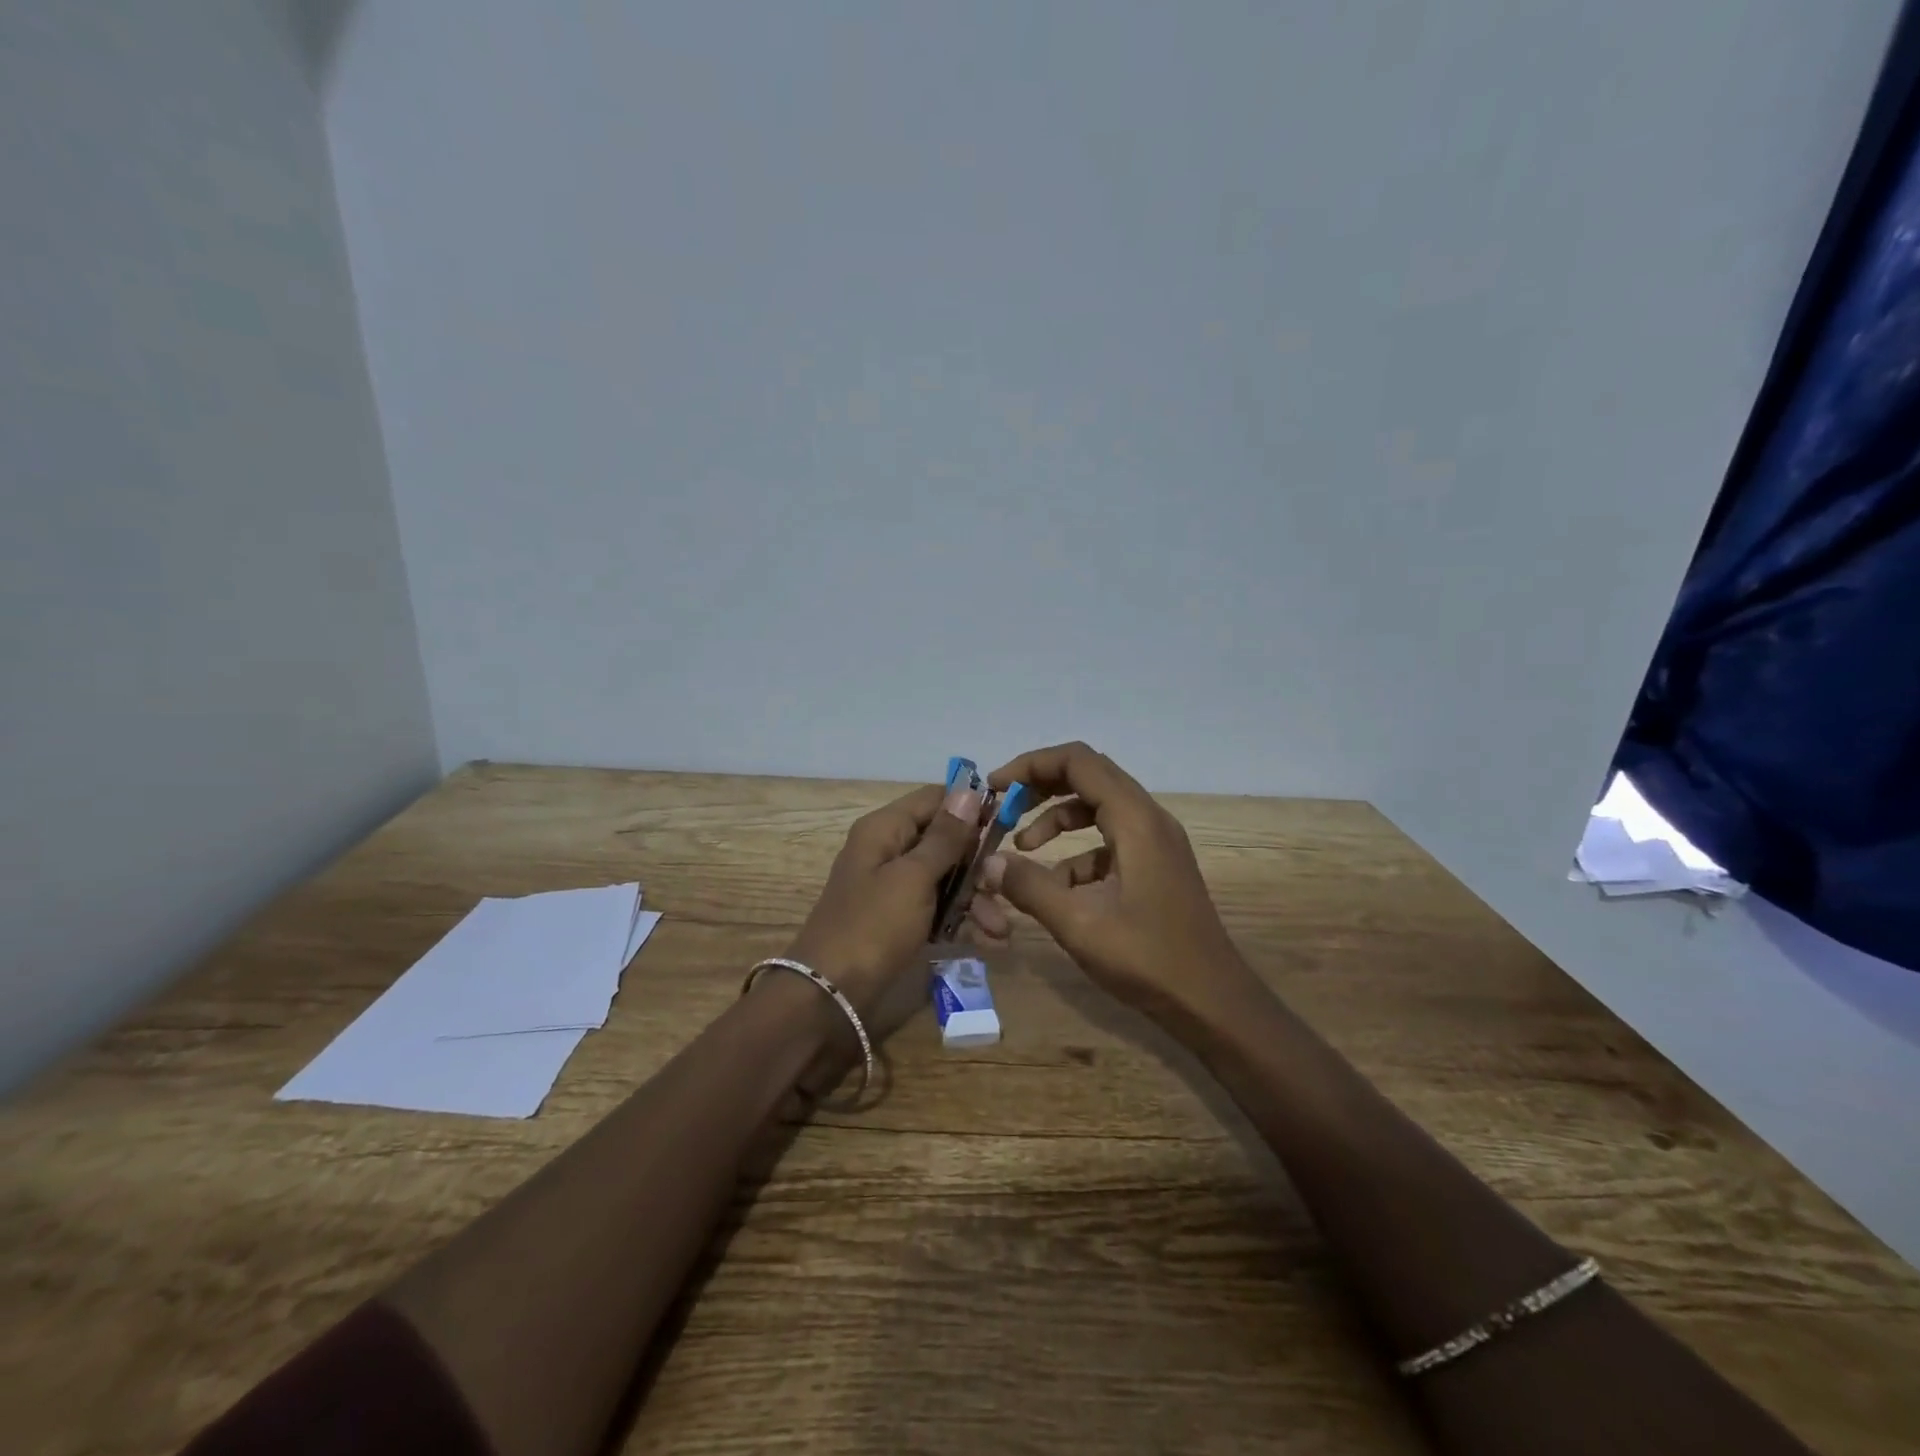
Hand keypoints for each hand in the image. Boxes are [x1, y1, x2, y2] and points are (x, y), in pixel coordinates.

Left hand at [785, 780, 983, 1012]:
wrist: (830, 995)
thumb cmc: (873, 926)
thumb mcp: (913, 878)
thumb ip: (945, 837)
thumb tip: (969, 792)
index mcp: (885, 829)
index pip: (935, 799)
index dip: (971, 807)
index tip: (1009, 824)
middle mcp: (889, 850)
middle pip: (944, 840)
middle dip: (978, 864)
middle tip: (1005, 887)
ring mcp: (894, 886)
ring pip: (945, 877)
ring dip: (975, 899)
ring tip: (1000, 929)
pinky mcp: (900, 919)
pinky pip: (937, 907)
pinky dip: (960, 920)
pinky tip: (986, 940)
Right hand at [968, 742, 1252, 1018]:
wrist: (1213, 1002)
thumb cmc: (1149, 959)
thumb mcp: (1079, 925)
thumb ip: (1029, 887)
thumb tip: (987, 862)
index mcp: (1135, 820)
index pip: (1078, 762)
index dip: (1032, 765)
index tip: (996, 788)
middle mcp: (1149, 819)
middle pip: (1089, 776)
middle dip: (1041, 787)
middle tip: (1004, 809)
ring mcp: (1156, 842)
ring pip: (1099, 807)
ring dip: (1058, 819)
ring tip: (1023, 848)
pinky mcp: (1156, 865)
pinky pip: (1110, 839)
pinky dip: (1078, 851)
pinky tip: (1059, 889)